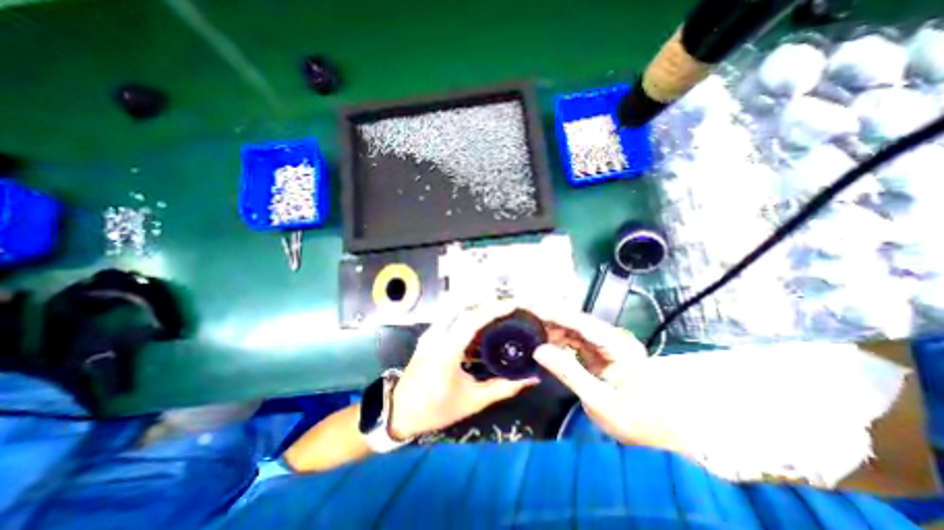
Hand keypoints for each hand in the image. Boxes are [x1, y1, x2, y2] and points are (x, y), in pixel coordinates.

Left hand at [388, 300, 538, 441]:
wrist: (399, 411)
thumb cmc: (436, 409)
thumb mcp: (473, 401)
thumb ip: (503, 388)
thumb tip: (530, 378)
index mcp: (446, 351)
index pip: (471, 320)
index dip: (494, 309)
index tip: (513, 305)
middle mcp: (437, 335)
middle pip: (463, 305)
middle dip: (487, 301)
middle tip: (508, 306)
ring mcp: (431, 332)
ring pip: (455, 308)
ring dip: (477, 305)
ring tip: (497, 312)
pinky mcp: (430, 334)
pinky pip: (451, 316)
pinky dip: (468, 314)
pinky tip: (481, 325)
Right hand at [531, 308, 686, 452]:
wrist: (659, 434)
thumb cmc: (635, 421)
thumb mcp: (599, 401)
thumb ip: (568, 373)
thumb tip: (538, 350)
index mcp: (618, 345)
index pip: (580, 323)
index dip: (554, 314)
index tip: (531, 308)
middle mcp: (613, 337)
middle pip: (576, 321)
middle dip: (550, 316)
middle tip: (525, 313)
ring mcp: (607, 343)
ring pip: (574, 327)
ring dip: (552, 326)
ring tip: (530, 326)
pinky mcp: (601, 350)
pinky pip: (575, 338)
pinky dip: (559, 338)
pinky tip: (545, 339)